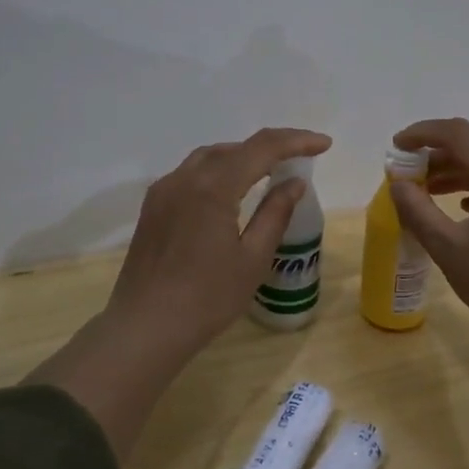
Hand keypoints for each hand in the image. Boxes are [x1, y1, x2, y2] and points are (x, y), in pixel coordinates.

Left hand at [105, 127, 331, 359]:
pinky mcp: (152, 207)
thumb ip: (275, 214)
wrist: (145, 327)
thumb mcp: (252, 259)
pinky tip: (229, 190)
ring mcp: (164, 191)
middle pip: (235, 148)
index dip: (296, 141)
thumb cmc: (207, 298)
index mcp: (213, 187)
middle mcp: (185, 178)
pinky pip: (190, 174)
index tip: (323, 144)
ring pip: (209, 157)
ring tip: (269, 170)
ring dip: (242, 156)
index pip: (262, 148)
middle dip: (271, 147)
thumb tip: (294, 183)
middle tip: (301, 157)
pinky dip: (217, 171)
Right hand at [387, 118, 468, 344]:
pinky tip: (463, 208)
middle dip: (438, 158)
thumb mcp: (447, 247)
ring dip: (458, 175)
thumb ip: (417, 209)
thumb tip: (397, 183)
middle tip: (408, 175)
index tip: (397, 145)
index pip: (459, 135)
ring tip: (427, 191)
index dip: (424, 133)